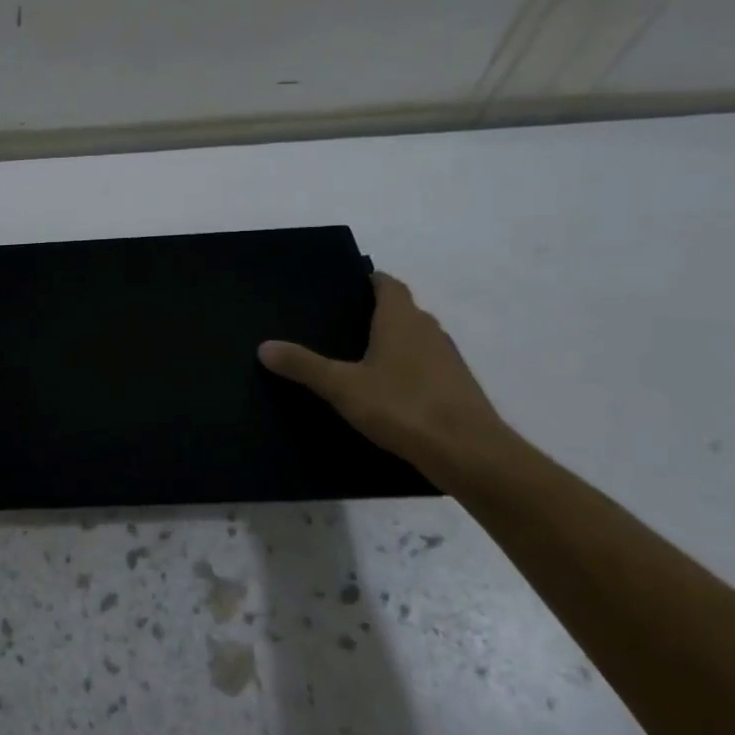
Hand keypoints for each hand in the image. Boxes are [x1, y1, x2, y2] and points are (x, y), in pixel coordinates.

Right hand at [259, 272, 509, 478]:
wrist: (469, 453)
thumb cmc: (403, 406)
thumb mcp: (342, 387)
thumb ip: (304, 366)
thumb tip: (264, 346)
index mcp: (402, 319)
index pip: (388, 284)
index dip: (368, 281)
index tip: (343, 288)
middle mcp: (428, 330)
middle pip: (401, 310)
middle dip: (374, 313)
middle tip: (338, 325)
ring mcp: (447, 359)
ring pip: (415, 340)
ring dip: (392, 343)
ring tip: (356, 359)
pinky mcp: (456, 388)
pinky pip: (425, 367)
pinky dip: (405, 370)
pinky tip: (385, 392)